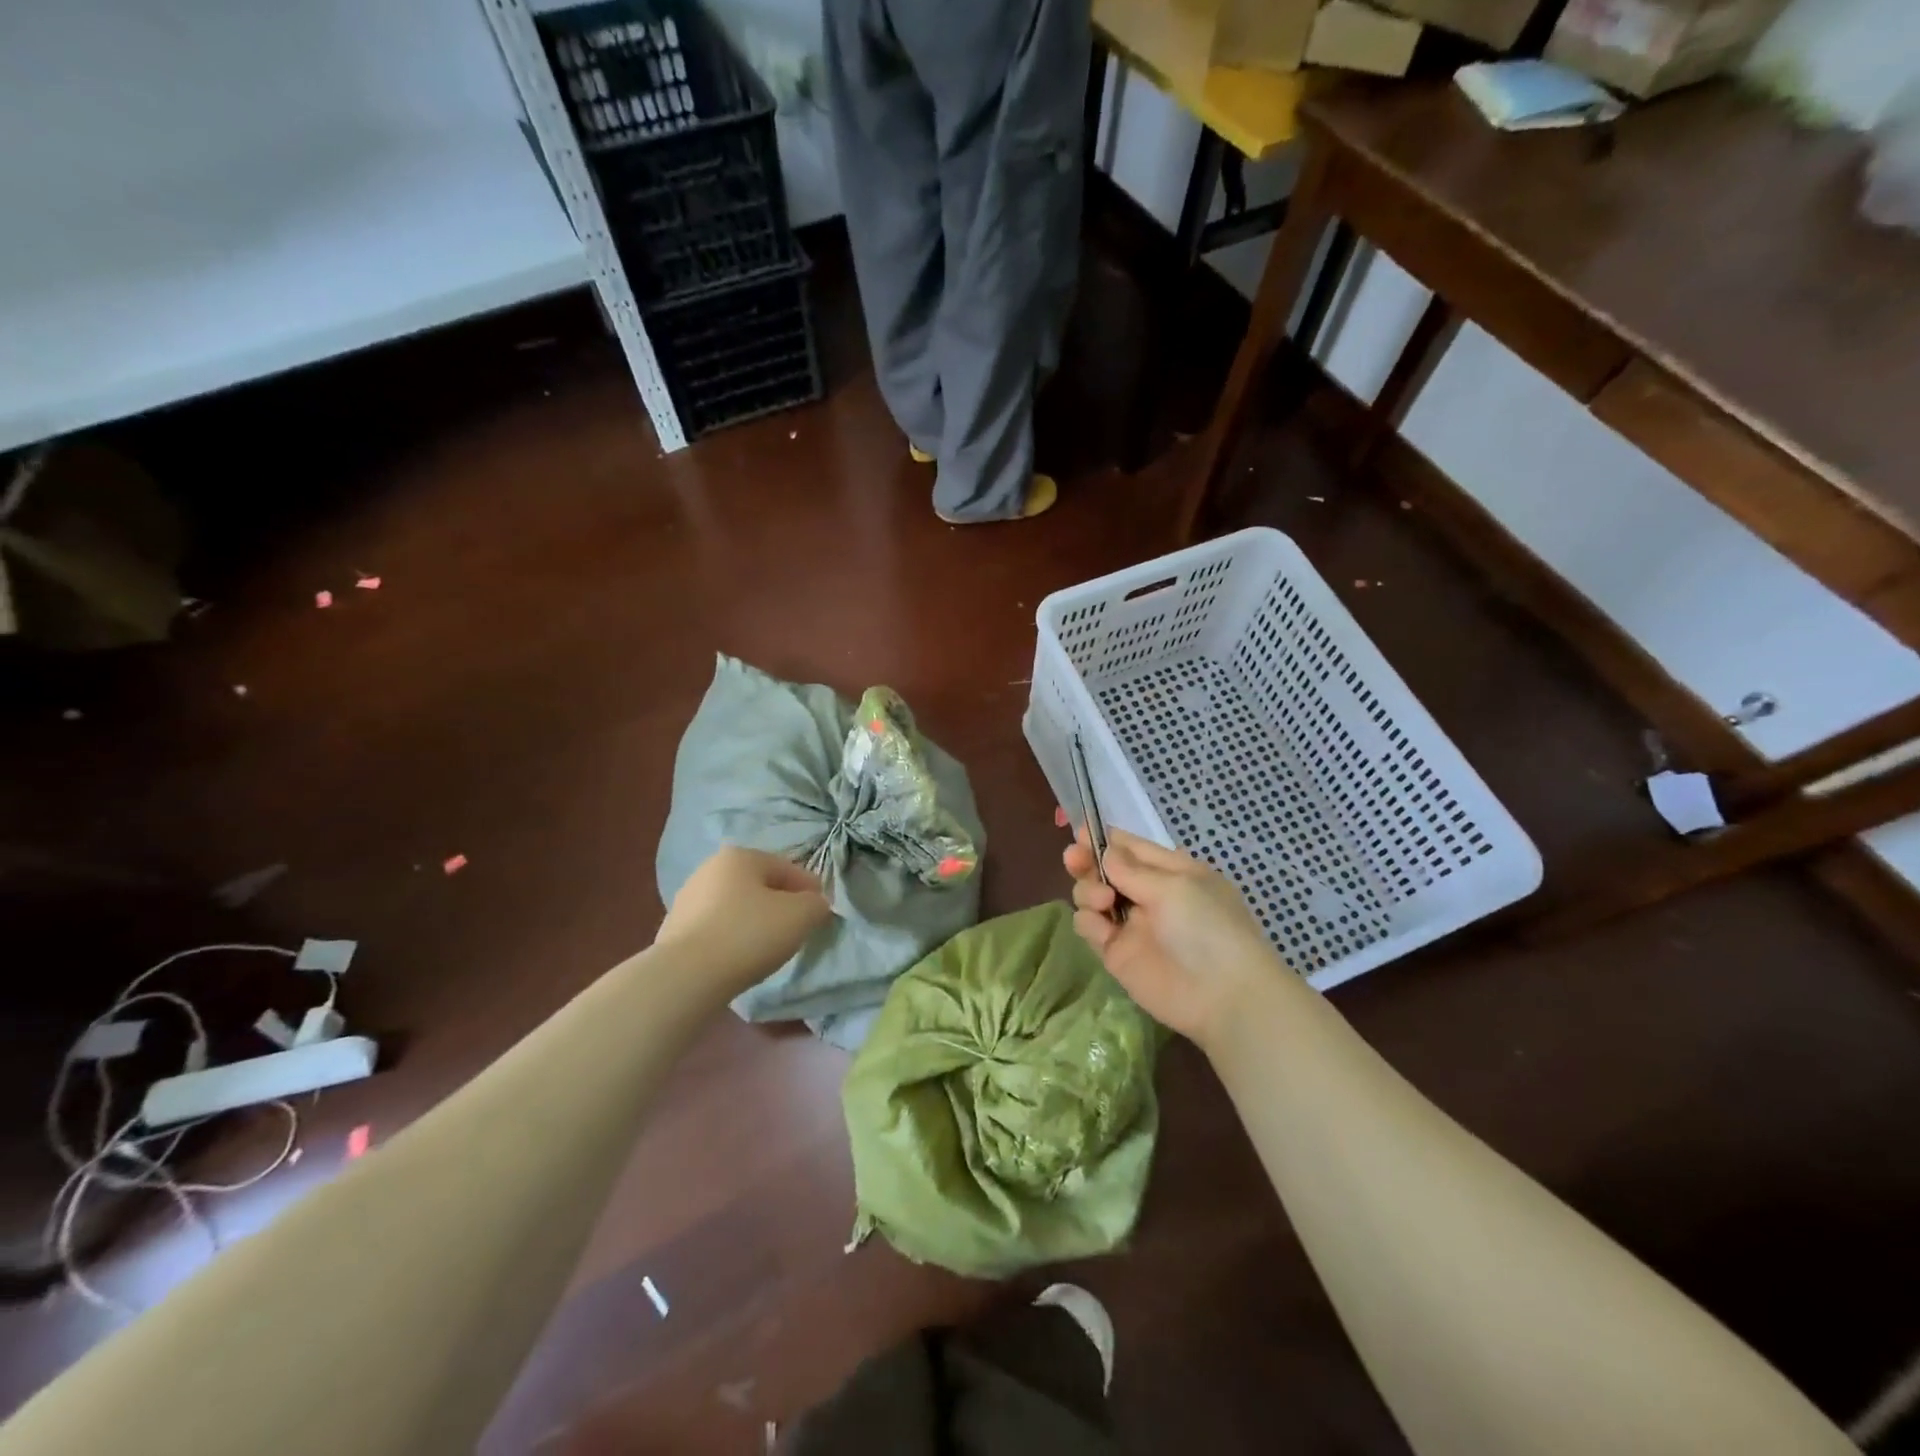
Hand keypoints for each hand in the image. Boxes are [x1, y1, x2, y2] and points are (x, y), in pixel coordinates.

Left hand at [656, 846, 832, 997]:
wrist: (687, 977)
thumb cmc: (749, 934)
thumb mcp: (801, 916)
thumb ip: (816, 904)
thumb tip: (814, 904)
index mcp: (740, 857)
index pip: (787, 868)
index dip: (809, 889)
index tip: (821, 911)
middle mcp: (710, 869)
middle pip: (759, 885)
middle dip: (780, 903)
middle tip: (797, 928)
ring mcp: (687, 899)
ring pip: (736, 906)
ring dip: (754, 920)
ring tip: (768, 947)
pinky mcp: (674, 930)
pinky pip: (716, 928)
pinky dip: (732, 937)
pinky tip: (740, 957)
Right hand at [1063, 823, 1288, 1046]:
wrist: (1223, 996)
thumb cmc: (1208, 928)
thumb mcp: (1175, 887)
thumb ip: (1131, 869)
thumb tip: (1104, 851)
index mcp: (1170, 871)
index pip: (1130, 847)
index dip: (1104, 839)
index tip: (1081, 834)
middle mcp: (1147, 894)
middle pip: (1104, 869)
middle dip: (1086, 861)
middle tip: (1074, 860)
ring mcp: (1129, 923)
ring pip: (1091, 895)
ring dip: (1088, 890)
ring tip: (1103, 900)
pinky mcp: (1115, 952)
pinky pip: (1089, 927)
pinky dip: (1088, 921)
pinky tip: (1101, 927)